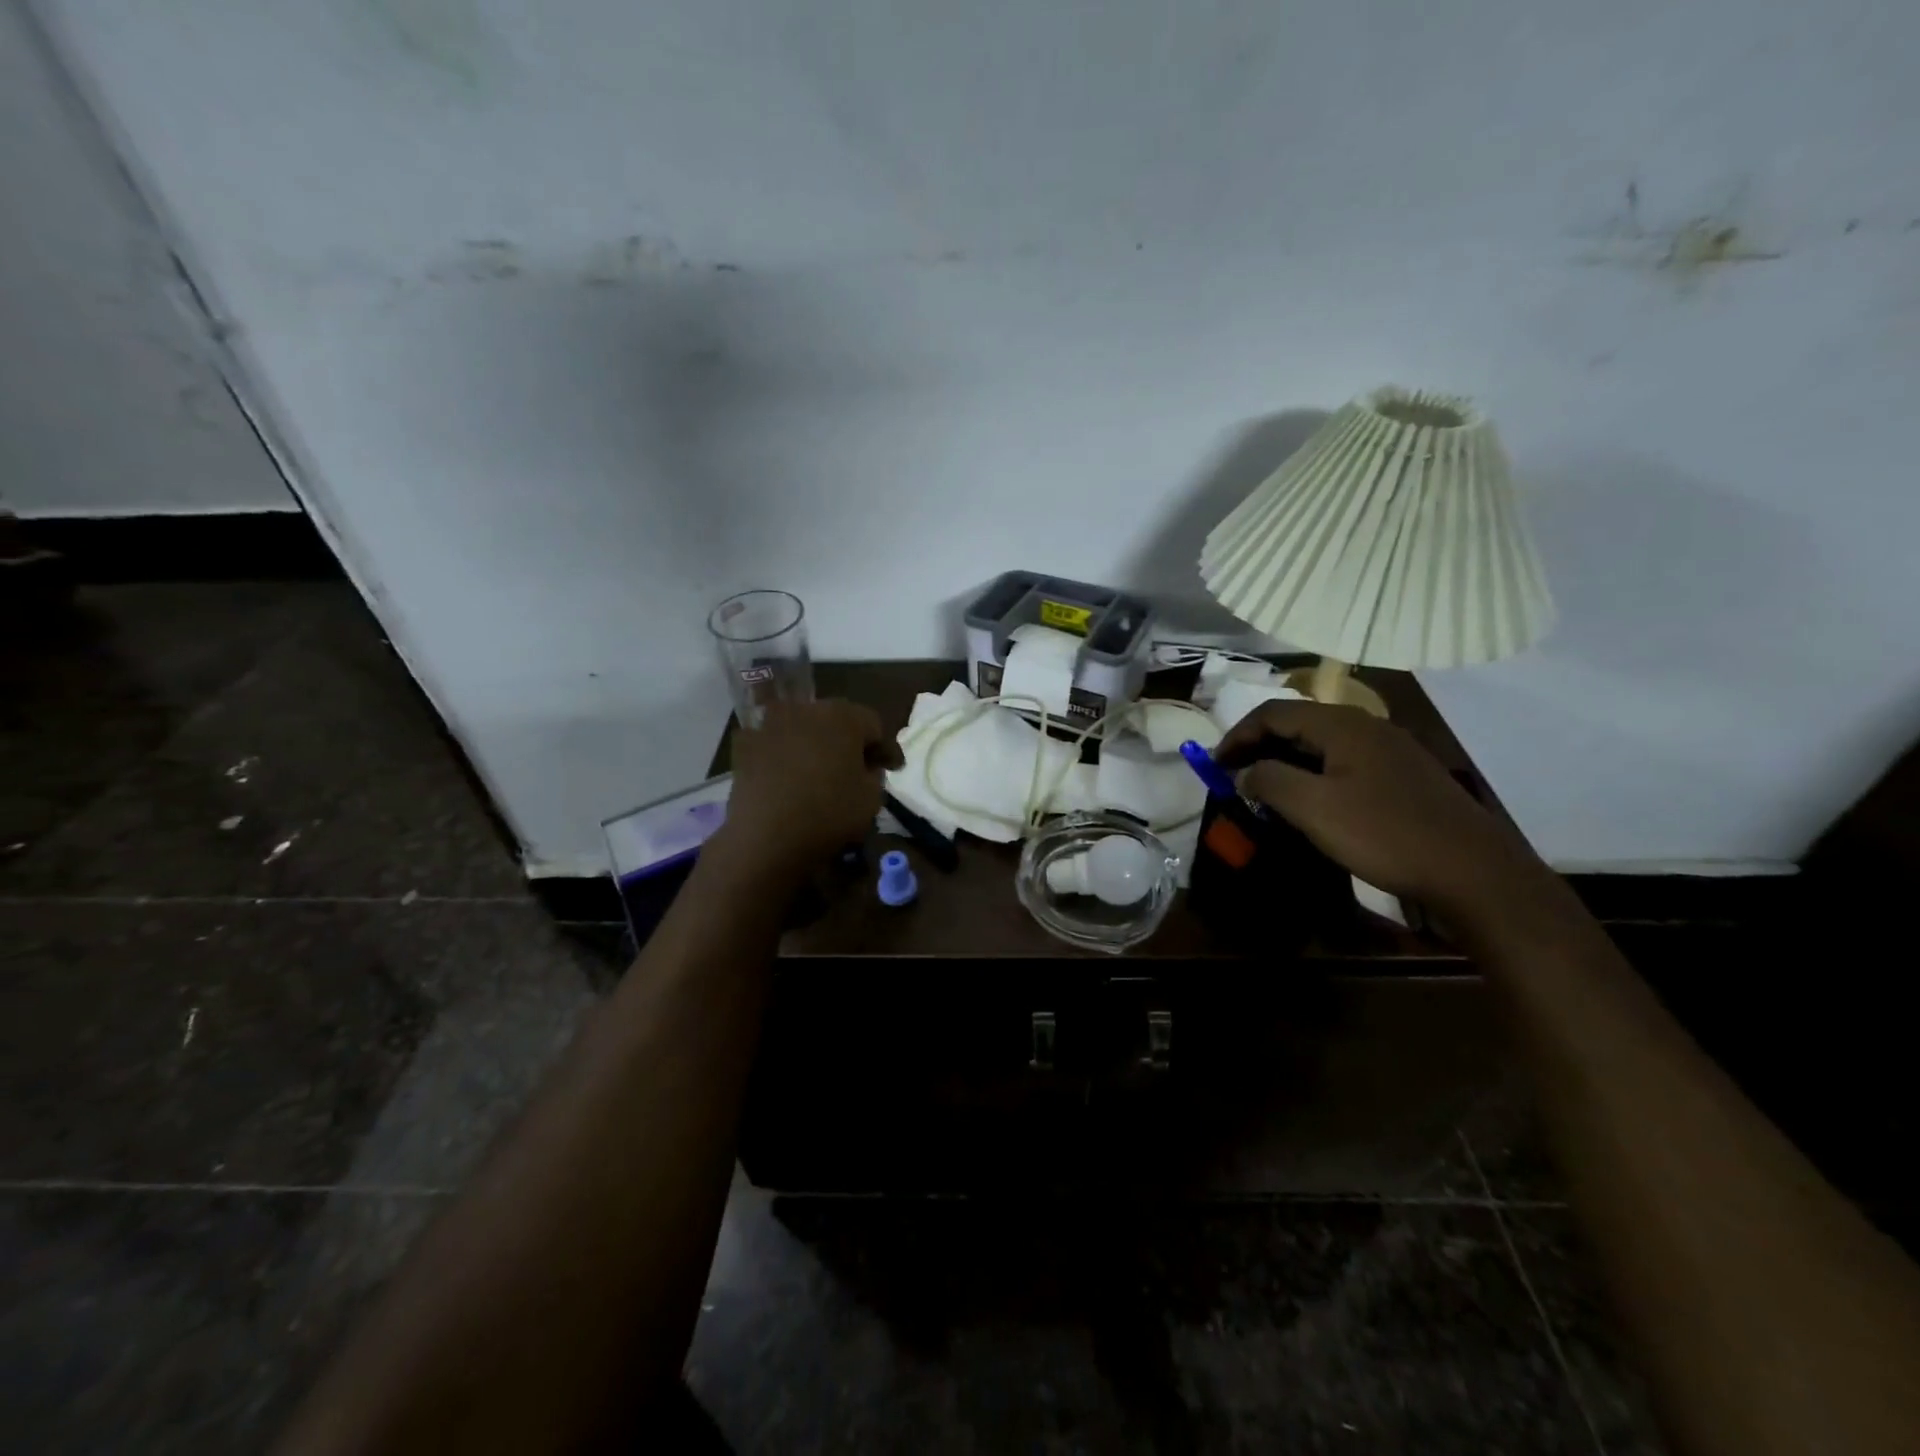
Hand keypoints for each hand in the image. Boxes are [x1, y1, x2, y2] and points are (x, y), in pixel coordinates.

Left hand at [716, 700, 902, 878]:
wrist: (765, 837)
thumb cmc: (829, 813)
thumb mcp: (872, 798)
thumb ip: (874, 774)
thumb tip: (864, 767)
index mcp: (843, 716)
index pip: (874, 725)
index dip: (886, 748)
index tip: (893, 769)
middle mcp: (806, 708)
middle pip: (837, 720)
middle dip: (849, 741)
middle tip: (858, 766)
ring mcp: (771, 723)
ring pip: (804, 728)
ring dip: (816, 744)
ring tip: (820, 770)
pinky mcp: (745, 743)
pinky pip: (776, 744)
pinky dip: (785, 755)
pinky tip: (789, 776)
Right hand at [1215, 699, 1545, 914]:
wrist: (1474, 873)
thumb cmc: (1385, 835)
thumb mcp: (1313, 808)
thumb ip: (1269, 781)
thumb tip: (1245, 773)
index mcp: (1343, 725)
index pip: (1274, 713)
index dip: (1237, 735)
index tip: (1213, 765)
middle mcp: (1368, 727)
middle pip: (1298, 725)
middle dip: (1259, 748)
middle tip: (1234, 778)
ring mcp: (1391, 751)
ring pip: (1323, 745)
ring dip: (1286, 763)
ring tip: (1265, 792)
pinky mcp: (1405, 778)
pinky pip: (1345, 764)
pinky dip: (1314, 776)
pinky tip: (1312, 804)